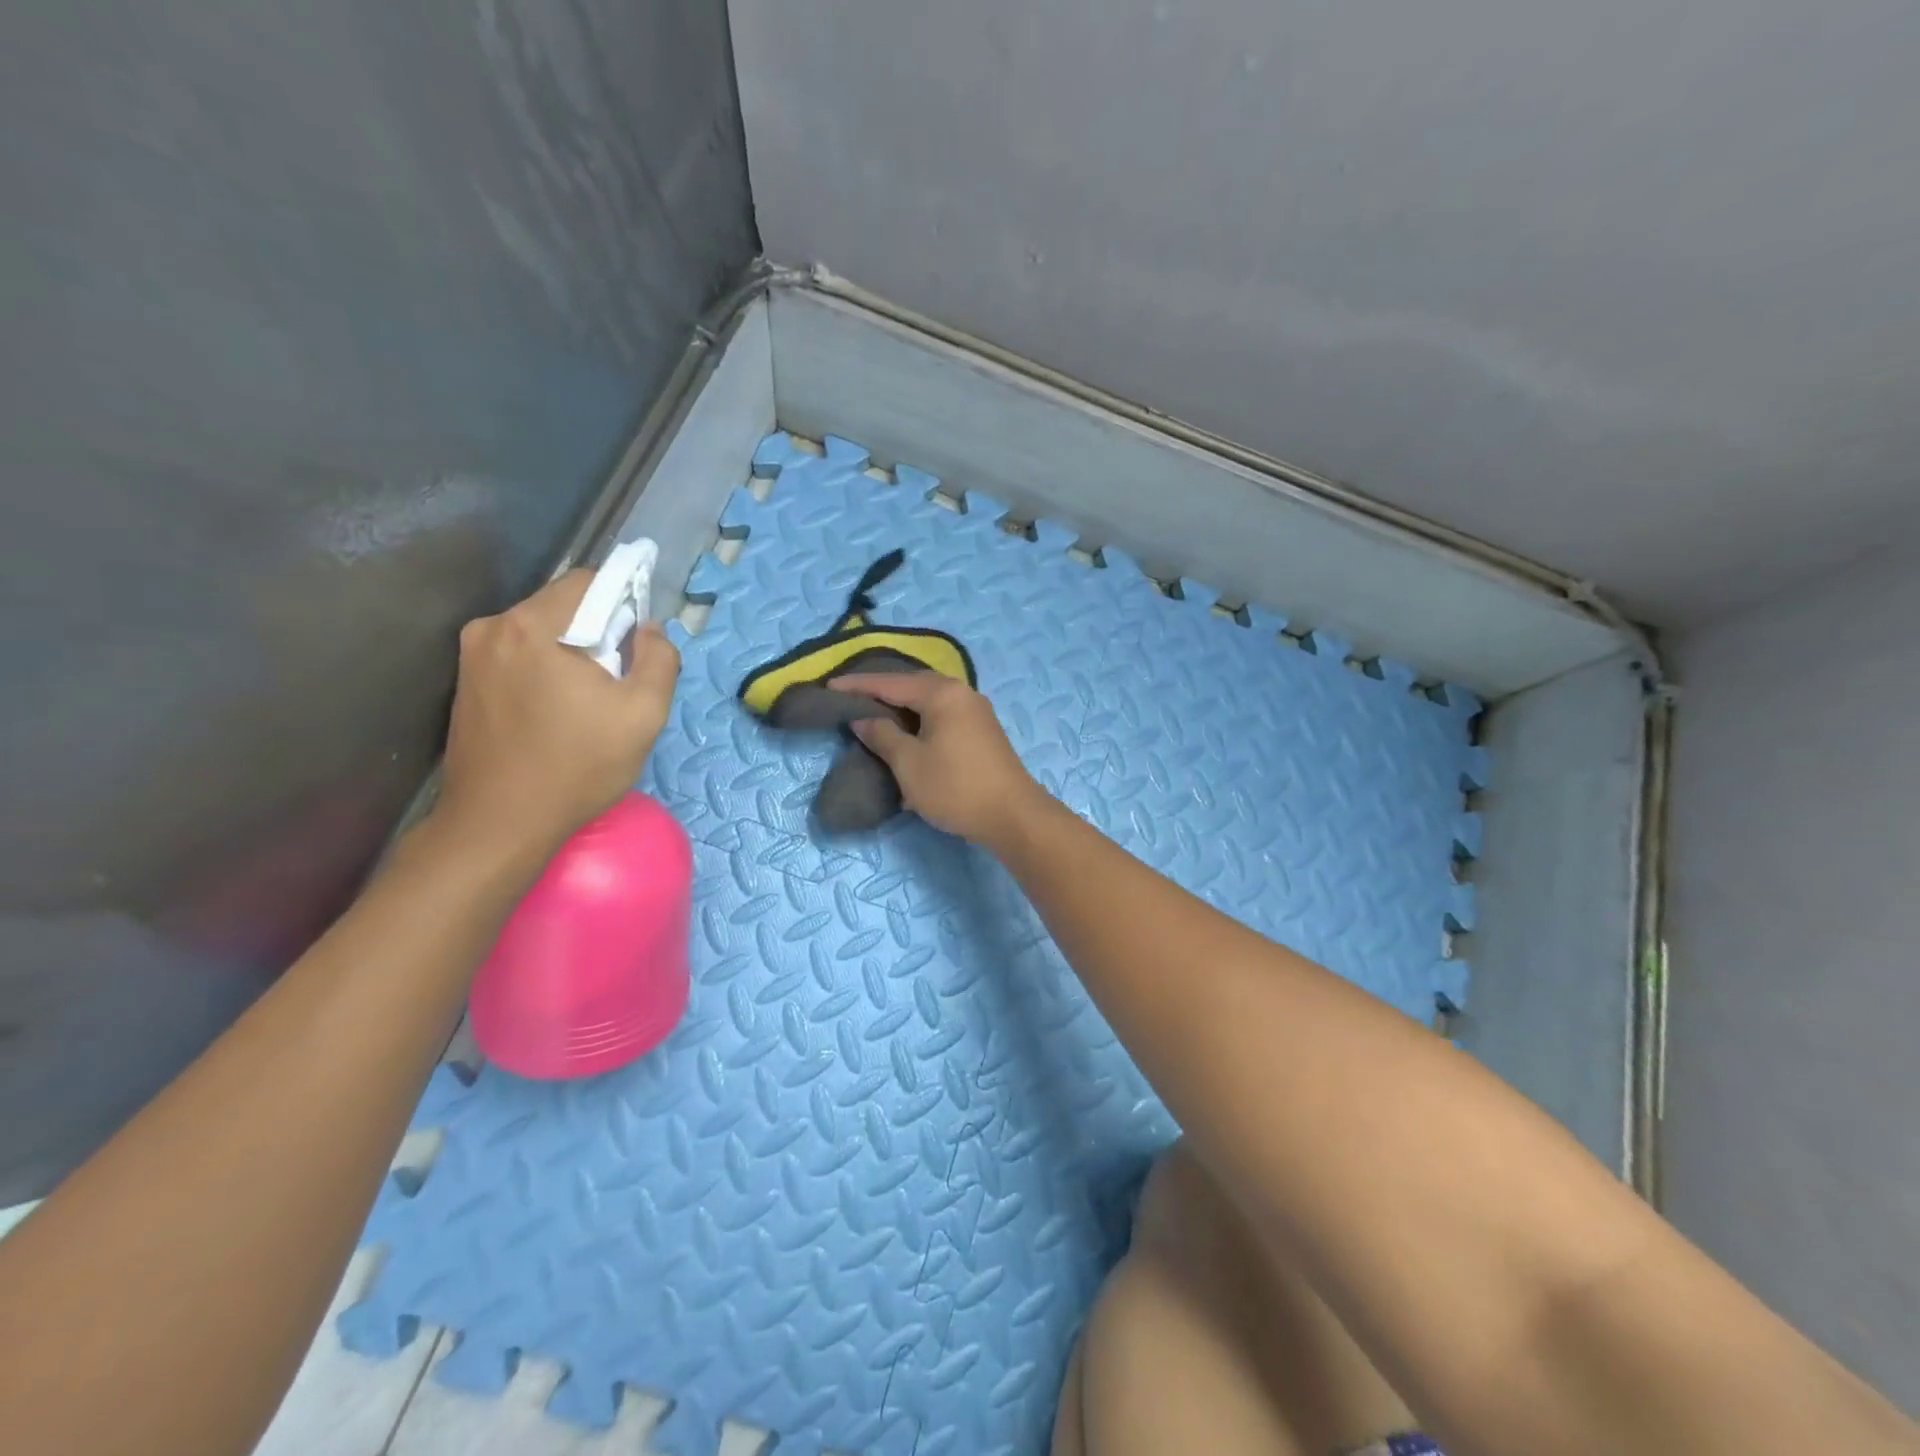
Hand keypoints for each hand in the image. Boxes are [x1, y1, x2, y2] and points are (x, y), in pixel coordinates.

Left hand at [436, 569, 679, 855]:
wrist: (499, 824)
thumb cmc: (578, 767)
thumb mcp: (644, 714)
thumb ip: (660, 658)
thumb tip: (648, 629)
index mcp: (534, 626)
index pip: (589, 581)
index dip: (624, 603)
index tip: (637, 646)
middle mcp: (493, 628)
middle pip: (563, 605)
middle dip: (598, 631)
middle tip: (615, 682)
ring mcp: (472, 655)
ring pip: (541, 631)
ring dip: (571, 651)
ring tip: (587, 702)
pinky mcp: (465, 682)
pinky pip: (519, 655)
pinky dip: (545, 669)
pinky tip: (556, 712)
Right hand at [829, 673, 1048, 847]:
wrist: (1012, 815)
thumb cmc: (955, 787)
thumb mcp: (909, 763)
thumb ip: (882, 735)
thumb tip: (862, 718)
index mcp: (942, 693)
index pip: (891, 683)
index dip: (858, 686)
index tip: (830, 687)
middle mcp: (961, 693)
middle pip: (913, 685)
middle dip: (882, 691)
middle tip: (852, 697)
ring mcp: (976, 711)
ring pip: (930, 701)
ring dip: (902, 707)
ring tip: (875, 713)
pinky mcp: (982, 731)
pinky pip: (943, 715)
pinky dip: (920, 720)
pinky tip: (907, 732)